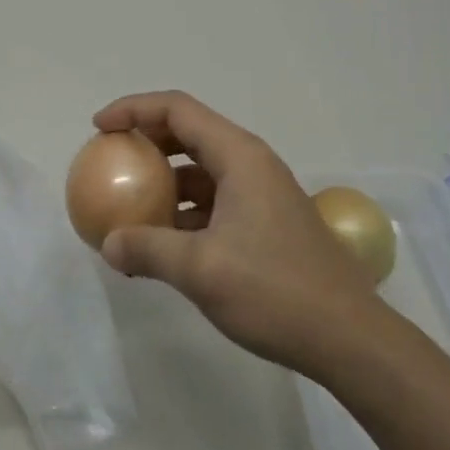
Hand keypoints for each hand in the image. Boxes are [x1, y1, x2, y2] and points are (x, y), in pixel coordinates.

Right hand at [92, 91, 387, 379]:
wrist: (350, 340)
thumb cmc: (276, 292)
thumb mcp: (200, 270)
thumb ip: (147, 249)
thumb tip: (109, 244)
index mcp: (239, 157)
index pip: (177, 110)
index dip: (133, 109)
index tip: (99, 128)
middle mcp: (251, 164)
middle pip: (188, 132)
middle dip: (145, 141)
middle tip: (110, 160)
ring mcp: (261, 193)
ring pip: (201, 168)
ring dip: (163, 180)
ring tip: (129, 206)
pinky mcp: (266, 222)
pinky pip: (213, 199)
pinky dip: (182, 209)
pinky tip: (163, 242)